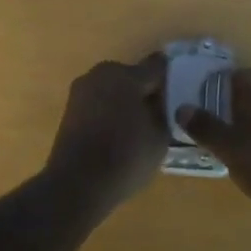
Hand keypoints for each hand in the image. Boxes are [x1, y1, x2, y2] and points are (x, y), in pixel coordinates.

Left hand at [42, 54, 168, 205]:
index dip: (171, 78)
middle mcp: (101, 74)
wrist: (76, 184)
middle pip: (132, 76)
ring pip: (113, 89)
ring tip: (138, 127)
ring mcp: (82, 90)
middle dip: (145, 91)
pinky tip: (117, 134)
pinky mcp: (70, 108)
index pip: (157, 66)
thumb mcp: (160, 136)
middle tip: (159, 114)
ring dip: (125, 101)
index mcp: (126, 75)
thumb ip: (164, 112)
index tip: (180, 93)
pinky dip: (109, 112)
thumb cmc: (125, 157)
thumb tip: (160, 101)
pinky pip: (98, 103)